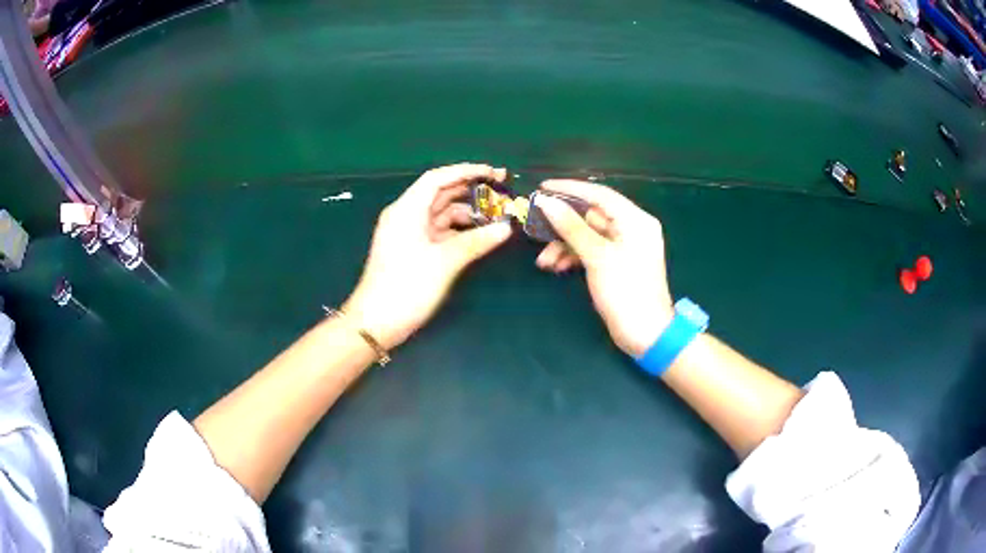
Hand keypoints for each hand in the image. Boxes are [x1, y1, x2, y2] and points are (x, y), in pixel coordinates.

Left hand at [343, 164, 512, 348]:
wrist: (376, 323)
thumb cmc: (407, 287)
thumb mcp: (444, 262)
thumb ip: (476, 241)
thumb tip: (506, 228)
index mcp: (407, 209)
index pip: (438, 178)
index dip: (467, 171)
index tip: (495, 173)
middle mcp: (407, 215)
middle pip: (441, 193)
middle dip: (471, 191)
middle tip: (503, 194)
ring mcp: (409, 233)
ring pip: (442, 214)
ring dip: (468, 213)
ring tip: (497, 217)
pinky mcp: (413, 250)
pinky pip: (439, 231)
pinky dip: (459, 231)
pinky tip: (480, 235)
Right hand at [534, 180, 673, 356]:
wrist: (645, 335)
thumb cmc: (625, 291)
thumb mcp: (597, 257)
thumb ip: (571, 227)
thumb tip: (546, 202)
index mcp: (635, 220)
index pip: (599, 194)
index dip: (569, 189)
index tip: (542, 187)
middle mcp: (631, 228)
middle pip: (591, 215)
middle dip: (562, 225)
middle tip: (536, 226)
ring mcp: (623, 247)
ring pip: (587, 235)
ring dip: (564, 245)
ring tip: (544, 262)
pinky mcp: (616, 264)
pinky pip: (591, 251)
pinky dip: (573, 256)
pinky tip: (556, 268)